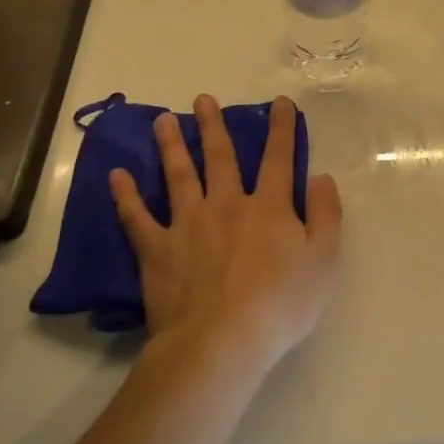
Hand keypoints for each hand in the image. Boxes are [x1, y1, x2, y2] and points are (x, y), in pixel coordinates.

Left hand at [110, 95, 341, 373]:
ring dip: (171, 145)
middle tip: (204, 99)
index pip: (279, 158)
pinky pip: (137, 218)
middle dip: (214, 126)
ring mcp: (188, 225)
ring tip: (163, 120)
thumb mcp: (324, 260)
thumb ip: (326, 214)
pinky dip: (126, 196)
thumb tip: (321, 176)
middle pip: (221, 157)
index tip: (279, 102)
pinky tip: (117, 175)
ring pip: (179, 175)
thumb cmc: (280, 305)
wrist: (220, 344)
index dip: (281, 128)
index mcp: (269, 207)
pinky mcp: (157, 250)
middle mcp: (227, 204)